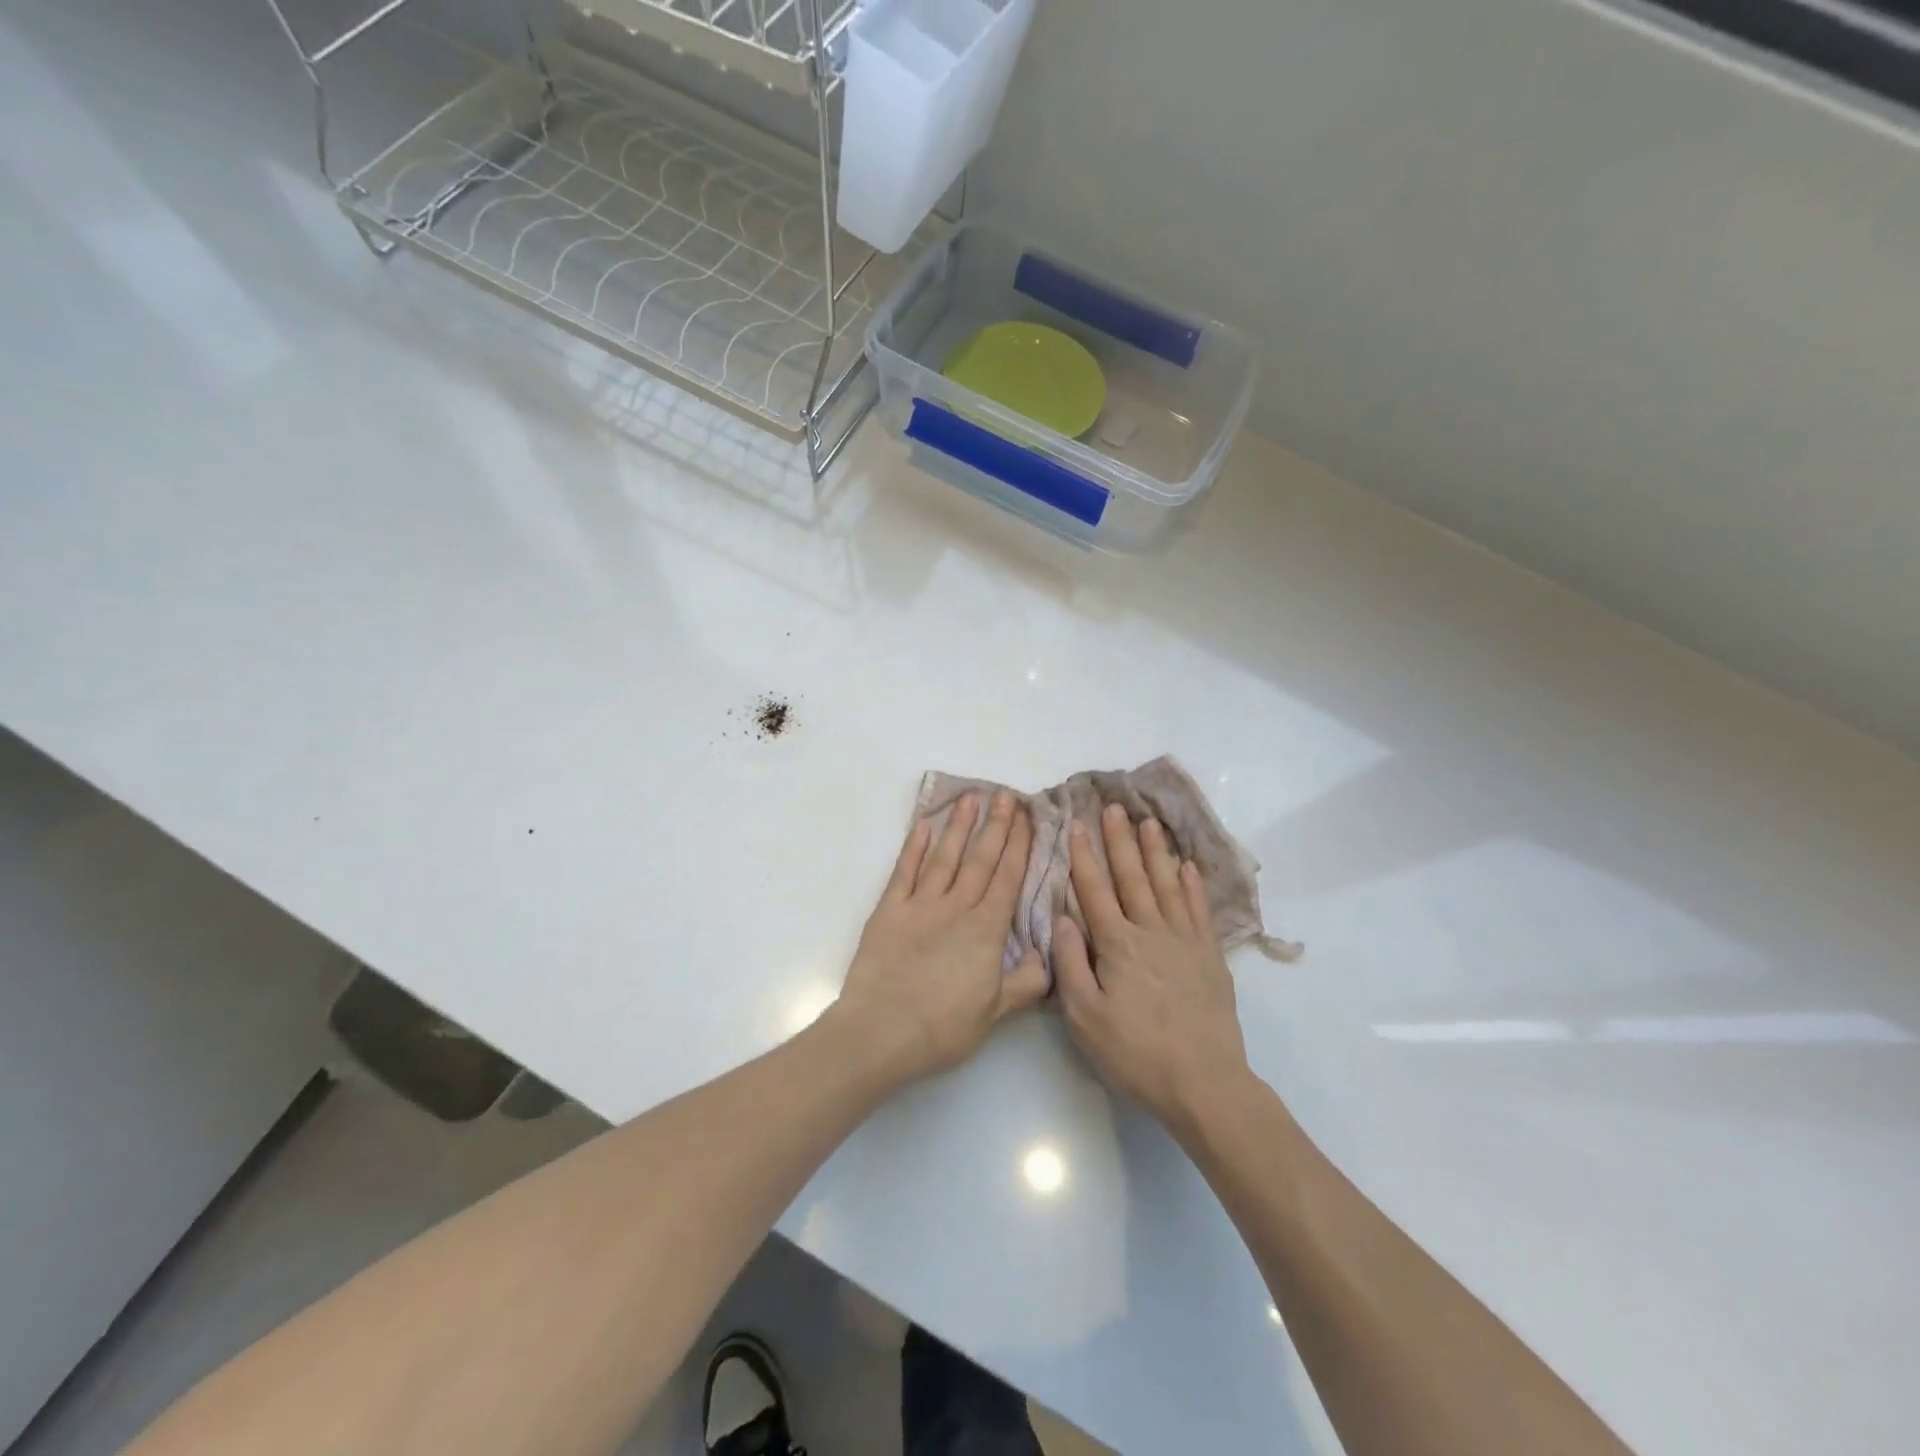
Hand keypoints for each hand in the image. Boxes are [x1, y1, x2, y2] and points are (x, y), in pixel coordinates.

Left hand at [832, 790, 1049, 1083]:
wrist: (880, 1033)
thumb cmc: (941, 1028)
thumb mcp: (994, 1014)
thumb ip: (1024, 983)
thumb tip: (1045, 956)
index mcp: (986, 931)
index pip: (1008, 879)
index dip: (1020, 846)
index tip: (1028, 818)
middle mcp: (956, 908)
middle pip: (980, 859)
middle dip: (997, 826)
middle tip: (1007, 795)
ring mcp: (920, 905)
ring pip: (945, 857)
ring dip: (959, 826)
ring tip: (971, 797)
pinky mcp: (888, 910)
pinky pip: (904, 871)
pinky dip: (915, 846)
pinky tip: (924, 824)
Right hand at [1053, 804, 1253, 1133]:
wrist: (1204, 1082)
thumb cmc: (1135, 1053)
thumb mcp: (1085, 1018)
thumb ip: (1071, 964)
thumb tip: (1064, 918)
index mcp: (1117, 945)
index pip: (1095, 890)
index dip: (1083, 856)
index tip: (1075, 825)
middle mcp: (1151, 932)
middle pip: (1132, 877)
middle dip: (1120, 840)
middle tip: (1113, 807)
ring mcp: (1185, 941)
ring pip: (1167, 884)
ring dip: (1156, 851)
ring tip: (1149, 822)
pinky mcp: (1209, 956)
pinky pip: (1199, 909)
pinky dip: (1192, 884)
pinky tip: (1187, 865)